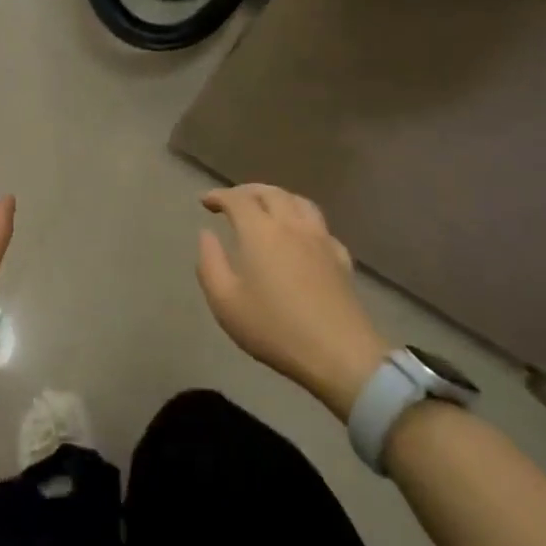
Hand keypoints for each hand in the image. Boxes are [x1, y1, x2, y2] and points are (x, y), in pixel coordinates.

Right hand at [197, 184, 389, 418]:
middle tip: (231, 200)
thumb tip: (207, 235)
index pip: (237, 199)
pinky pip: (319, 225)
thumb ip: (210, 263)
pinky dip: (302, 220)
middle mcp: (291, 225)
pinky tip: (300, 235)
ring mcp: (320, 239)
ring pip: (299, 202)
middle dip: (247, 191)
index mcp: (260, 231)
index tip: (205, 201)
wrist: (339, 354)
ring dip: (277, 197)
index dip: (218, 195)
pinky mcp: (341, 257)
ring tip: (266, 207)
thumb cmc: (274, 328)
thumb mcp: (225, 301)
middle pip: (270, 193)